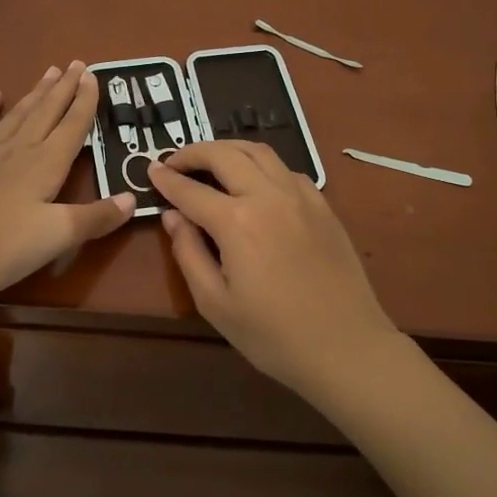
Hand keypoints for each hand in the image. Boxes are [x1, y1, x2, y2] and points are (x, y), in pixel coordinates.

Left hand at [0, 62, 134, 304]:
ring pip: (15, 117)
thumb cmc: (2, 247)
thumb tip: (132, 198)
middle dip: (63, 89)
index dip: (85, 102)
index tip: (93, 75)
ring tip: (48, 73)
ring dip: (34, 95)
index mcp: (45, 166)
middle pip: (46, 114)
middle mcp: (17, 152)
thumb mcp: (58, 237)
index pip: (72, 127)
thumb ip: (96, 217)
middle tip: (75, 64)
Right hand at [149, 142, 400, 397]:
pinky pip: (286, 169)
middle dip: (194, 152)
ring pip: (259, 151)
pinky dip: (261, 165)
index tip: (150, 171)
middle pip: (225, 154)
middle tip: (174, 161)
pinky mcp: (323, 205)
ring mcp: (300, 196)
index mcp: (236, 221)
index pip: (191, 190)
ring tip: (211, 162)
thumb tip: (173, 216)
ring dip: (228, 149)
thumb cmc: (273, 335)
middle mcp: (268, 196)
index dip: (166, 179)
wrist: (346, 347)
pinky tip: (255, 183)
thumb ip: (188, 253)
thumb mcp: (215, 303)